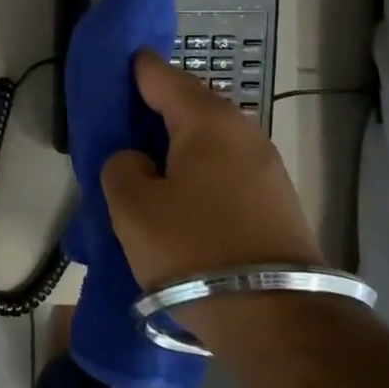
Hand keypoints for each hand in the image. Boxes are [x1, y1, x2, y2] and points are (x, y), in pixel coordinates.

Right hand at [101, 51, 322, 289]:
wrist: (278, 318)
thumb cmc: (193, 250)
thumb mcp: (132, 207)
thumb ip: (120, 166)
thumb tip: (137, 160)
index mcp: (206, 120)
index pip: (161, 74)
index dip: (132, 69)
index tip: (109, 71)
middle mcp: (242, 131)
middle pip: (188, 104)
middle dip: (154, 108)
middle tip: (119, 126)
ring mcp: (266, 166)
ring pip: (208, 139)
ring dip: (176, 144)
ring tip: (145, 165)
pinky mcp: (276, 199)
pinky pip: (224, 167)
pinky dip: (197, 169)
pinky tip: (179, 195)